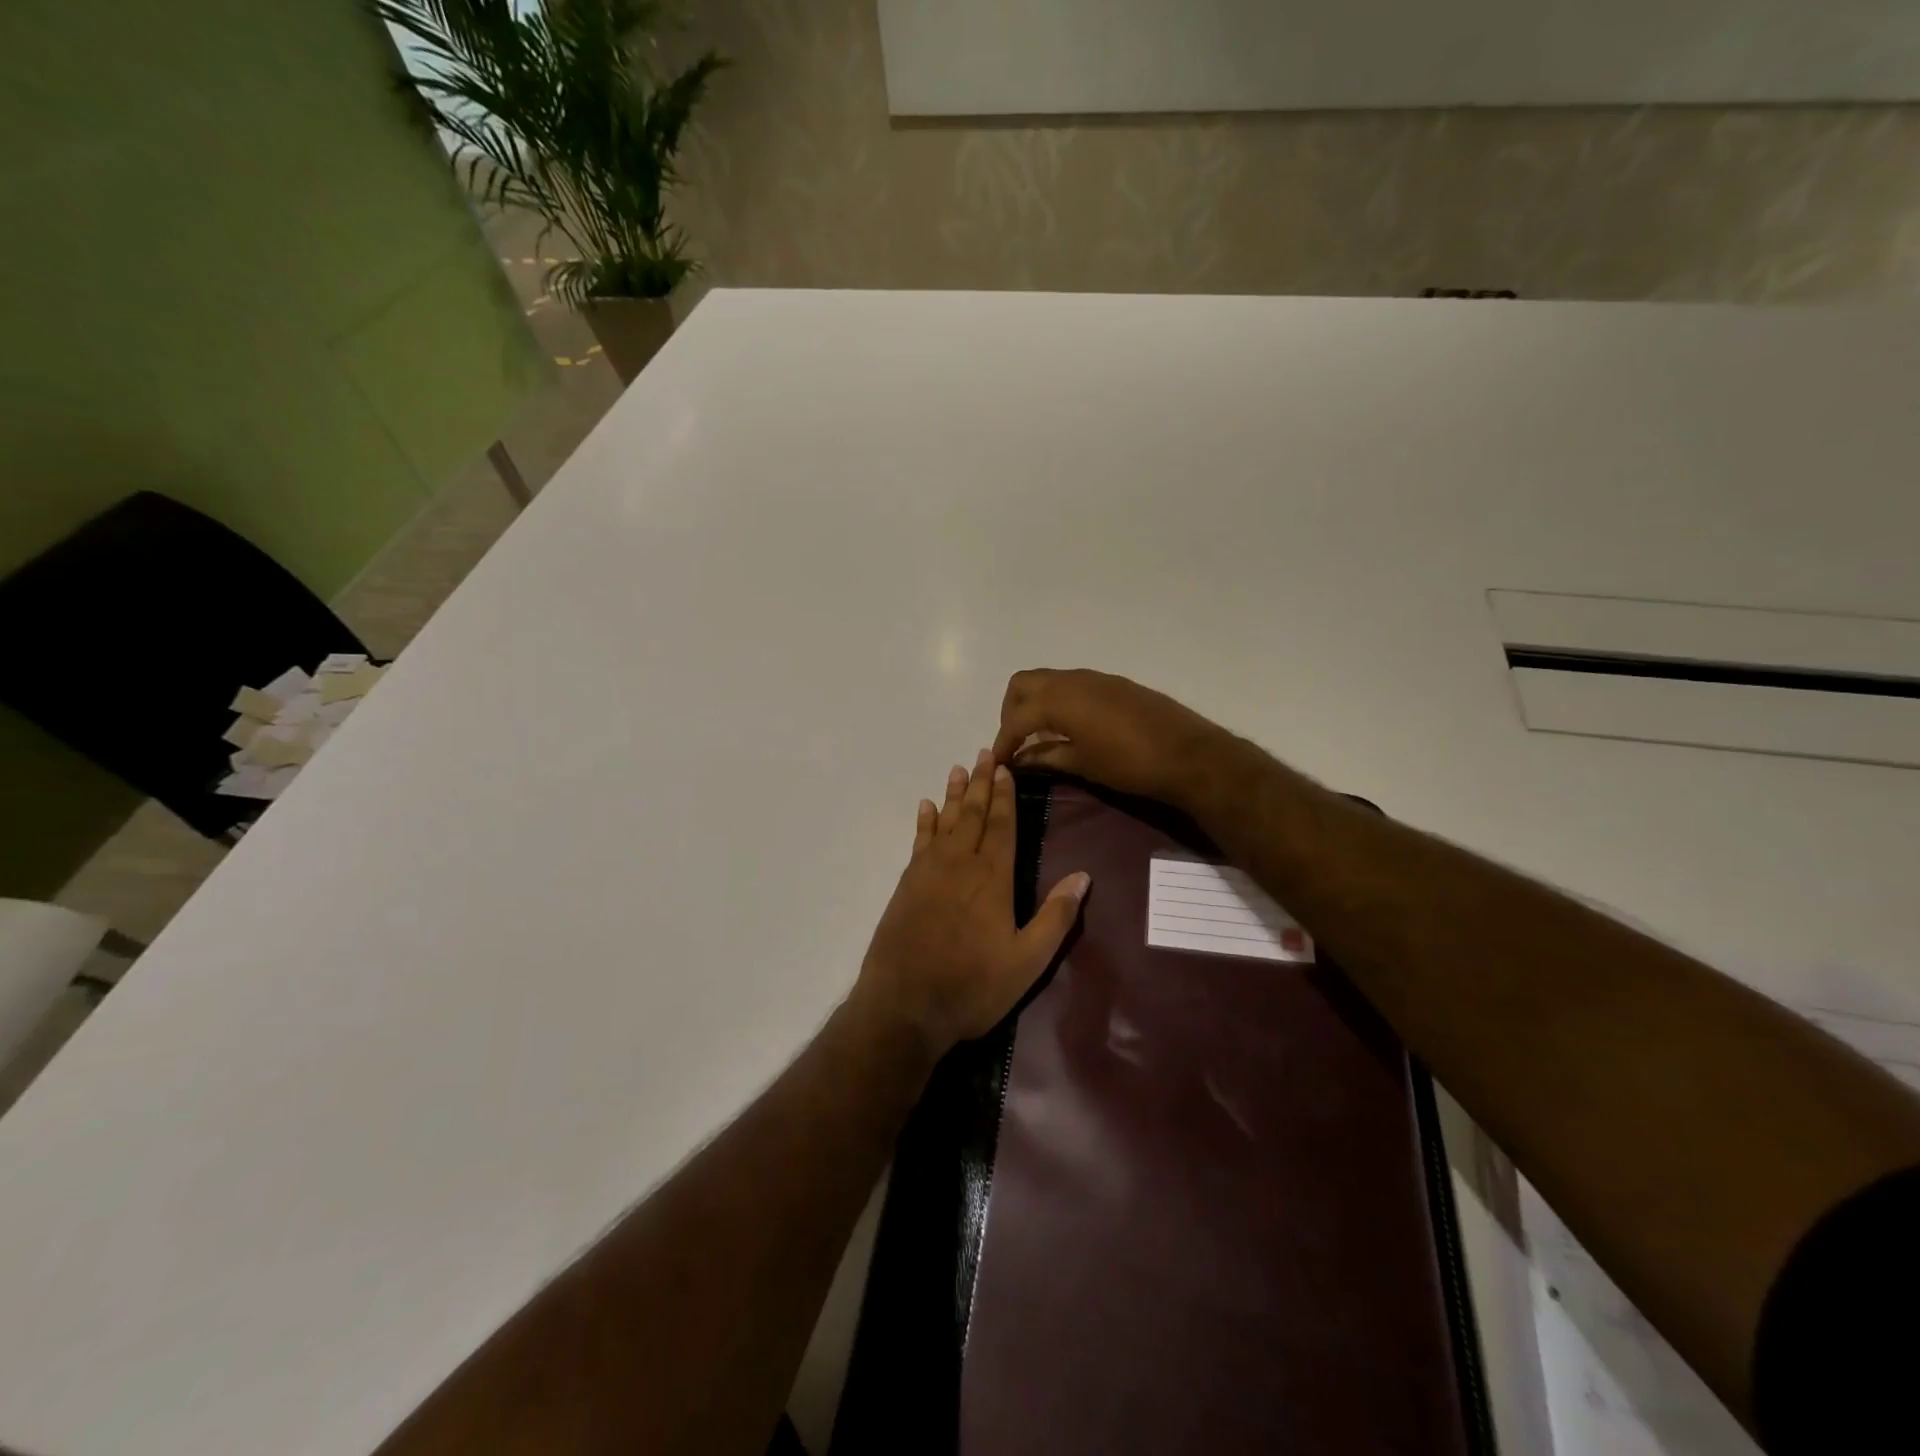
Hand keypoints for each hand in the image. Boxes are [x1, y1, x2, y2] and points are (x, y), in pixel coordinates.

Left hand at [852, 750, 1089, 1058]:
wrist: (904, 1006)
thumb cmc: (973, 986)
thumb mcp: (1027, 961)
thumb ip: (1056, 917)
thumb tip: (1083, 876)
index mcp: (993, 878)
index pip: (1002, 825)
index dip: (1004, 796)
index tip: (1005, 767)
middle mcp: (960, 864)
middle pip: (973, 815)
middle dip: (981, 784)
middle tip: (984, 754)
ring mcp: (928, 872)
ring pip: (945, 822)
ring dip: (954, 795)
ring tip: (958, 769)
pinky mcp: (906, 885)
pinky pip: (918, 842)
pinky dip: (924, 822)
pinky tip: (926, 807)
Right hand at [991, 668, 1232, 809]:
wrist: (1188, 754)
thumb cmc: (1128, 764)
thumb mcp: (1081, 764)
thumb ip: (1045, 756)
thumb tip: (1019, 758)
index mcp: (1058, 699)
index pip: (1016, 718)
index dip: (1002, 741)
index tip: (998, 762)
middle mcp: (1072, 680)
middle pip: (1023, 684)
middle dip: (1011, 711)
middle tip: (1015, 741)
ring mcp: (1095, 678)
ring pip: (1049, 681)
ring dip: (1035, 704)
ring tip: (1040, 736)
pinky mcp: (1114, 684)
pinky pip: (1072, 685)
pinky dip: (1059, 702)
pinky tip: (1070, 728)